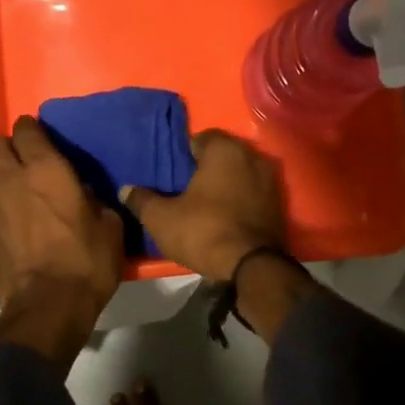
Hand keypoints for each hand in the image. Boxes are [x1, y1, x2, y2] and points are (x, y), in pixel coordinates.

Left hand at [0, 116, 125, 320]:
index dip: (35, 129)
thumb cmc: (86, 260)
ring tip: (29, 187)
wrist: (48, 307)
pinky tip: (24, 214)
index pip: (28, 130)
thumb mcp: (110, 226)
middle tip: (34, 158)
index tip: (47, 137)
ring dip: (7, 172)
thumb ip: (96, 200)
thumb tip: (86, 196)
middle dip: (12, 146)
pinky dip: (6, 200)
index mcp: (45, 169)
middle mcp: (13, 179)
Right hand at [121, 130, 285, 281]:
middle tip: (185, 189)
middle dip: (206, 169)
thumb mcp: (162, 218)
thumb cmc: (204, 231)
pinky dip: (240, 201)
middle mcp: (252, 156)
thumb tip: (126, 189)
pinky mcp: (279, 205)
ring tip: (204, 205)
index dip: (184, 154)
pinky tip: (225, 218)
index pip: (200, 138)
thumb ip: (142, 200)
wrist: (252, 266)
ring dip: (225, 185)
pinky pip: (252, 194)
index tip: (173, 174)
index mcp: (225, 150)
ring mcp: (270, 181)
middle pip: (223, 155)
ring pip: (240, 175)